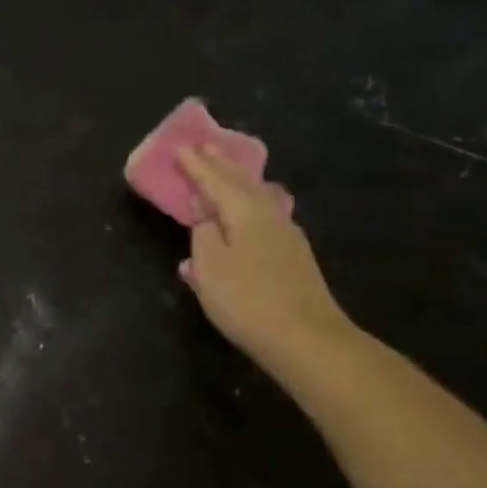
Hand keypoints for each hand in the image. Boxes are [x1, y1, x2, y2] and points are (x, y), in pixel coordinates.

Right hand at [177, 147, 355, 376]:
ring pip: (258, 199)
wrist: (305, 338)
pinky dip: (248, 209)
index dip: (197, 167)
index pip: (216, 181)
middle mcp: (270, 216)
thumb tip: (206, 221)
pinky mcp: (295, 258)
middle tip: (206, 149)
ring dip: (238, 185)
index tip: (181, 148)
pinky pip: (265, 218)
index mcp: (246, 213)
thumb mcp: (210, 269)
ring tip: (226, 174)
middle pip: (243, 184)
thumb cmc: (248, 300)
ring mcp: (287, 237)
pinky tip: (245, 218)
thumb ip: (203, 238)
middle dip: (222, 167)